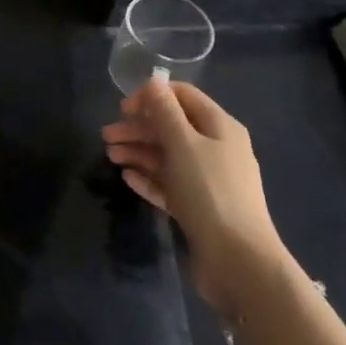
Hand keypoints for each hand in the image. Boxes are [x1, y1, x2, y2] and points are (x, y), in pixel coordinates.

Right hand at [103, 80, 282, 314]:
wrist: (239, 262)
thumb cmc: (210, 192)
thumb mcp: (183, 144)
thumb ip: (165, 111)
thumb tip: (153, 82)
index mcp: (220, 127)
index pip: (183, 96)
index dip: (152, 96)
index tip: (123, 109)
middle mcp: (217, 149)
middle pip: (172, 127)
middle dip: (139, 128)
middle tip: (107, 137)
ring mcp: (209, 181)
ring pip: (168, 157)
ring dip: (139, 152)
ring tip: (110, 157)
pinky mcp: (200, 208)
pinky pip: (170, 184)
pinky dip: (150, 178)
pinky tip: (128, 178)